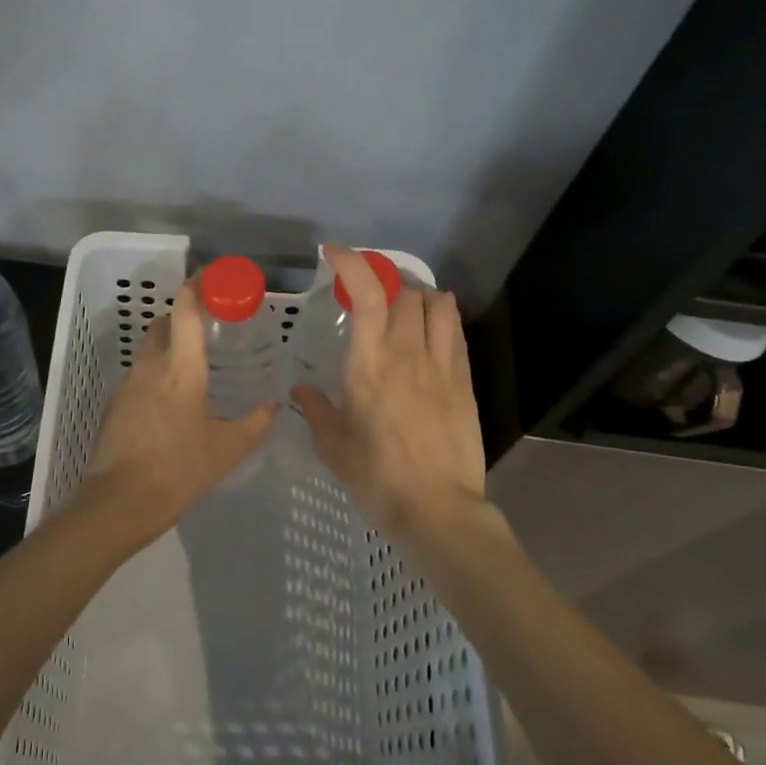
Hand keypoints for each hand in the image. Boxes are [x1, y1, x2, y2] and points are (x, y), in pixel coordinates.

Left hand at [75, 276, 275, 540]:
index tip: (212, 276)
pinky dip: (156, 372)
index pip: (185, 310)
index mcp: (180, 368)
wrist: (118, 502)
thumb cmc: (178, 470)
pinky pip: (139, 374)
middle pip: (163, 323)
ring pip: (149, 349)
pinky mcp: (114, 404)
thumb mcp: (227, 450)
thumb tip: (274, 405)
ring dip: (169, 345)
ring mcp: (127, 384)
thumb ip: (255, 423)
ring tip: (194, 365)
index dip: (197, 285)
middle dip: (183, 315)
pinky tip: (171, 399)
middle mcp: (150, 366)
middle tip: (209, 326)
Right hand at [291, 243, 487, 546]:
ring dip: (417, 295)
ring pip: (437, 305)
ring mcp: (442, 366)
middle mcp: (407, 354)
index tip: (334, 254)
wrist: (438, 510)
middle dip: (384, 281)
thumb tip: (301, 390)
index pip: (367, 294)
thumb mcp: (334, 447)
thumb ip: (317, 410)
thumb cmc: (377, 479)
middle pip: (405, 292)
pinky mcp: (464, 382)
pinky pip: (456, 332)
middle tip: (368, 292)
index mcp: (369, 366)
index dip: (353, 263)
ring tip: (402, 306)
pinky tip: (430, 331)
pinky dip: (442, 318)